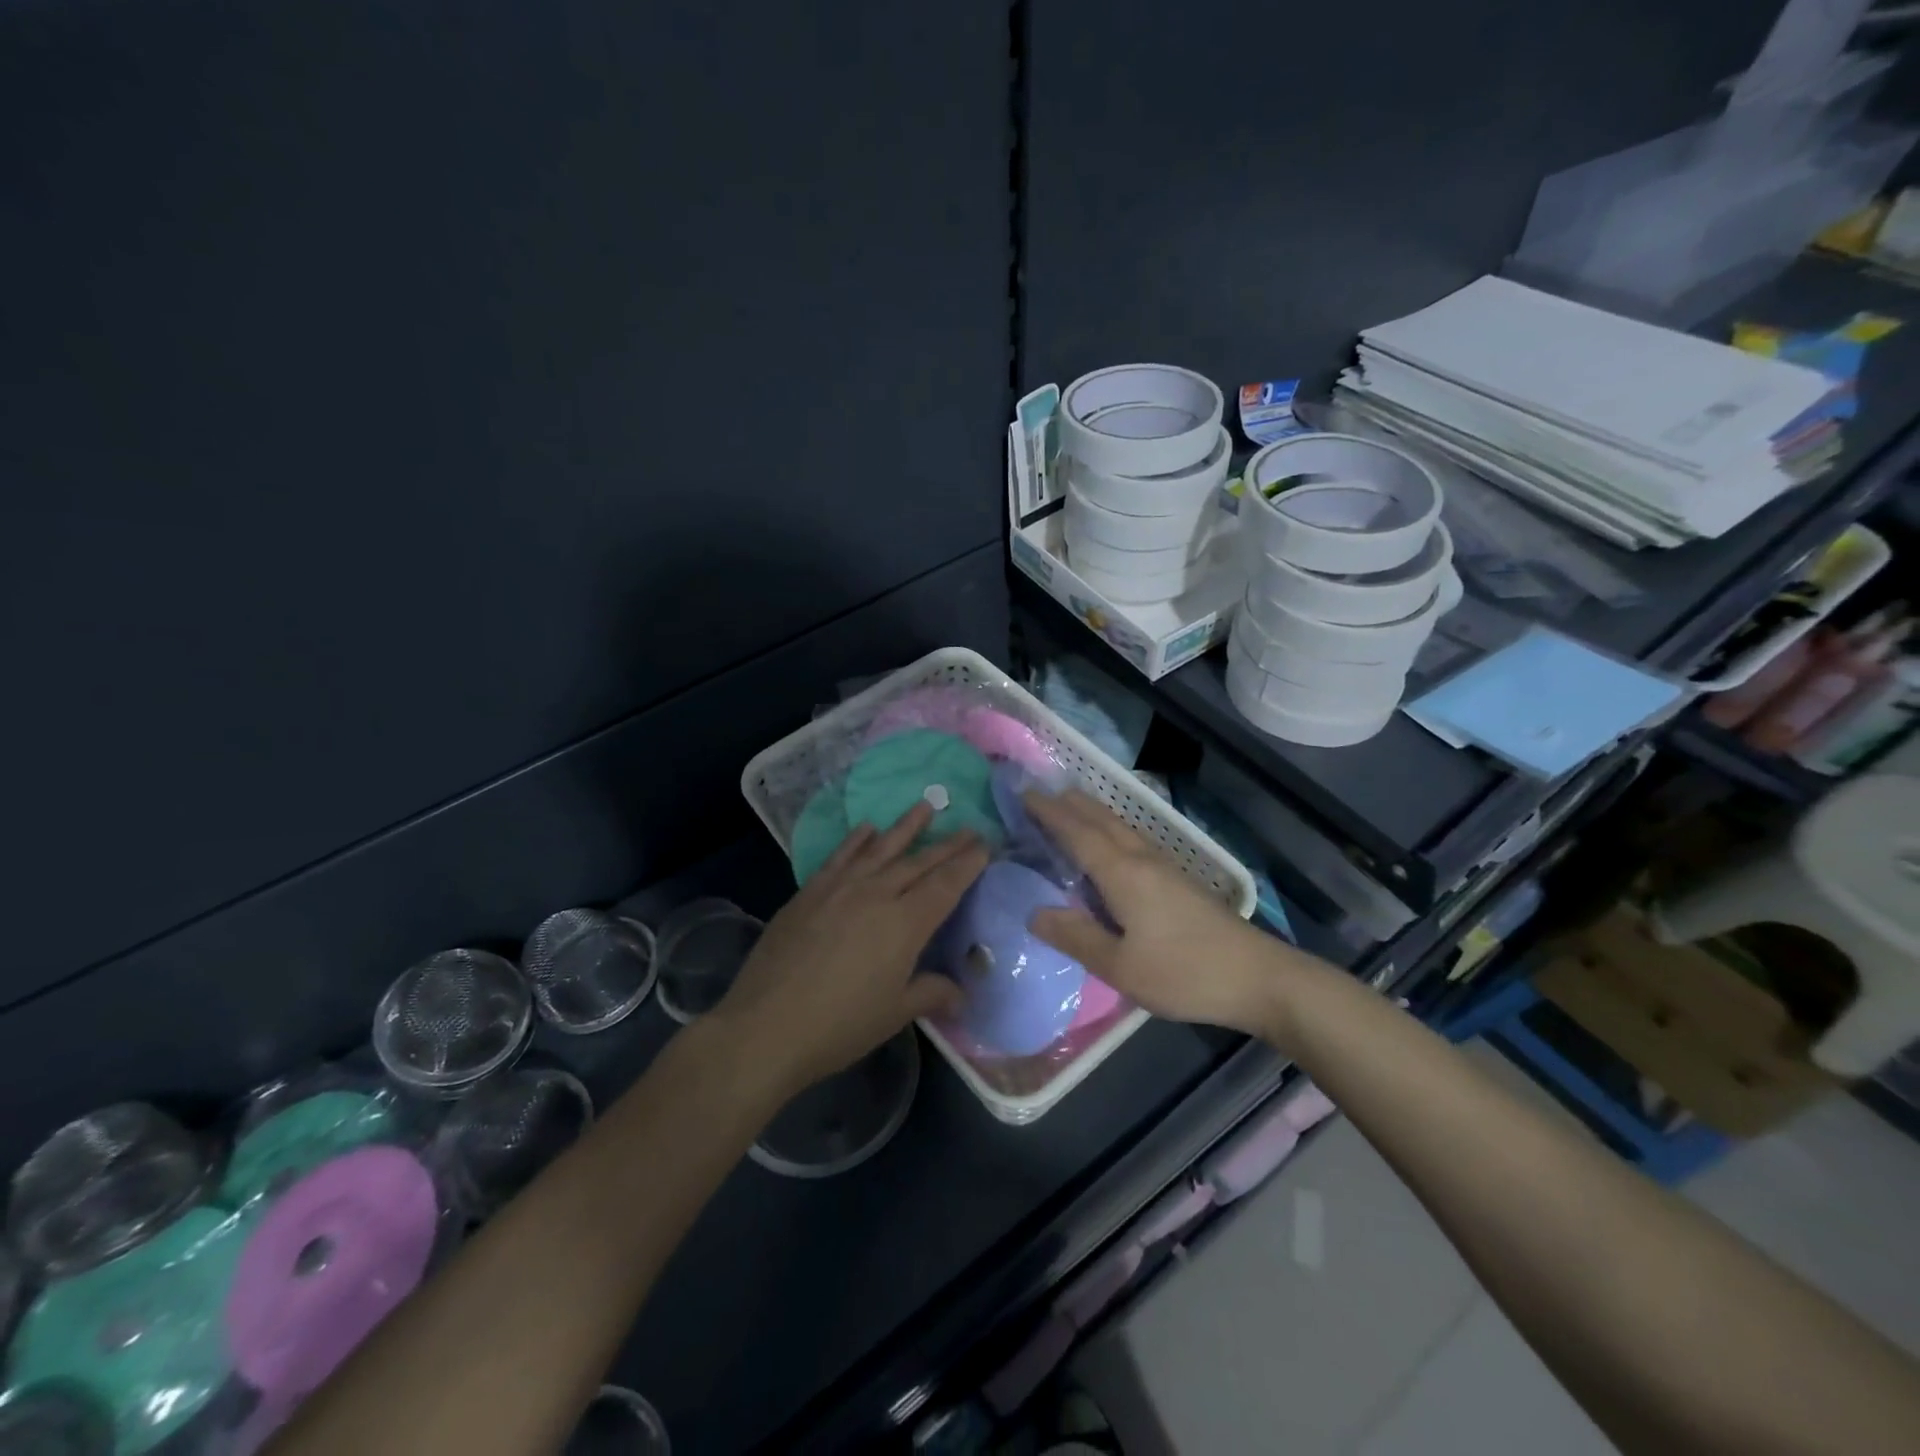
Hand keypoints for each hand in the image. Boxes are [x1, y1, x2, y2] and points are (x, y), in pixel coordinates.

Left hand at [711, 801, 986, 1091]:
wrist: (765, 1026)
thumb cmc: (839, 1025)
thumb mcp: (894, 1013)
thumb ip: (931, 994)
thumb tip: (961, 996)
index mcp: (905, 924)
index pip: (945, 885)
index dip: (967, 864)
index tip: (984, 844)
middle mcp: (876, 895)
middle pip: (918, 862)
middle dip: (947, 844)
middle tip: (969, 826)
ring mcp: (840, 888)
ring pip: (881, 849)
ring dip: (906, 827)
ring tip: (926, 806)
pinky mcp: (809, 892)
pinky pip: (840, 856)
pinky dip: (857, 839)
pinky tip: (867, 828)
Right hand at [1024, 789, 1297, 1038]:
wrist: (1258, 977)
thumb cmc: (1185, 973)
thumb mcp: (1120, 966)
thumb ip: (1076, 937)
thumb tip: (1033, 912)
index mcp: (1123, 873)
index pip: (1077, 833)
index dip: (1049, 813)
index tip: (1024, 795)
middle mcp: (1142, 859)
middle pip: (1101, 820)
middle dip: (1070, 804)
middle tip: (1041, 794)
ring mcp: (1165, 866)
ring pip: (1120, 826)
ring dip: (1091, 813)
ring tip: (1070, 808)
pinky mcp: (1179, 879)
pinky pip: (1133, 840)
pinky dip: (1110, 830)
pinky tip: (1112, 845)